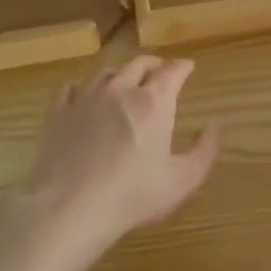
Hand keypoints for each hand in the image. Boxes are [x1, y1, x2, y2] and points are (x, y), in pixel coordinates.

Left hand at [12, 56, 220, 256]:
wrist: (70, 207)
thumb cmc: (132, 195)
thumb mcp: (182, 181)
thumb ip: (204, 151)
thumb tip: (211, 127)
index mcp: (153, 102)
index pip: (172, 71)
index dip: (182, 66)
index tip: (188, 67)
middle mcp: (120, 89)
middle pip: (139, 64)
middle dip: (154, 64)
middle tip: (160, 71)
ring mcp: (86, 97)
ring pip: (107, 72)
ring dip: (121, 73)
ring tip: (125, 81)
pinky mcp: (58, 111)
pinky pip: (72, 87)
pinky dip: (85, 86)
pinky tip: (85, 94)